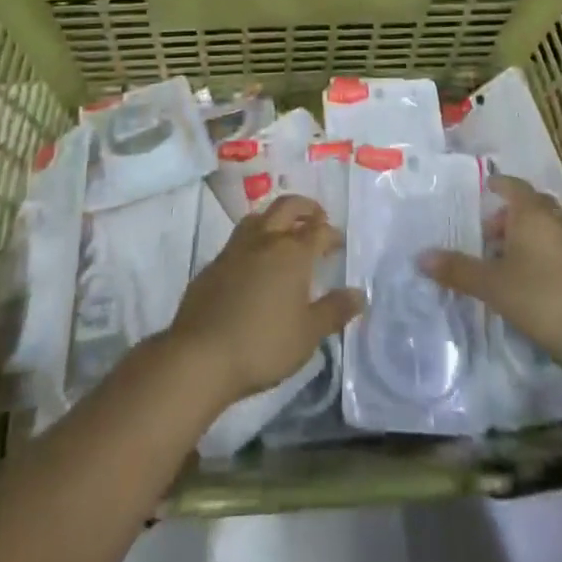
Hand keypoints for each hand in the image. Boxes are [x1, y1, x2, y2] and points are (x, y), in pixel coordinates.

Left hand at [165, 195, 363, 405]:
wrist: (202, 354)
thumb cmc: (264, 344)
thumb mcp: (308, 334)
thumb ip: (334, 311)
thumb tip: (360, 294)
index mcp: (292, 252)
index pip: (318, 231)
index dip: (331, 233)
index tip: (338, 242)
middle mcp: (265, 240)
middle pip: (287, 207)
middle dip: (305, 208)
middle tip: (316, 217)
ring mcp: (235, 248)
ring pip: (259, 217)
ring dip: (276, 217)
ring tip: (284, 231)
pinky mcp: (214, 263)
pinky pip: (239, 239)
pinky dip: (254, 239)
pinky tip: (254, 260)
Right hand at [421, 175, 561, 363]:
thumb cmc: (536, 296)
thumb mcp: (490, 283)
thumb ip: (456, 269)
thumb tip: (420, 257)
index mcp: (531, 213)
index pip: (514, 186)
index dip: (498, 184)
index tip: (484, 188)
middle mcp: (553, 220)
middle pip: (531, 204)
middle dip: (509, 212)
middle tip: (487, 230)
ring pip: (544, 226)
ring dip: (524, 232)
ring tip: (501, 256)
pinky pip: (554, 246)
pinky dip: (538, 250)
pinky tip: (523, 274)